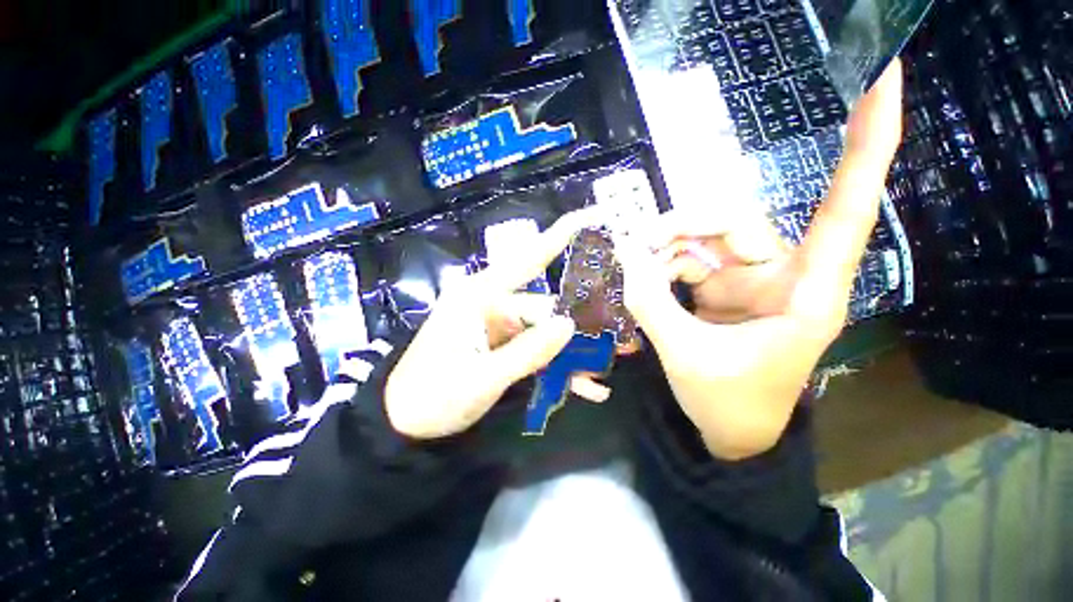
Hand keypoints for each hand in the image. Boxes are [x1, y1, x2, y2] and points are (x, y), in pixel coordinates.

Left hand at [386, 209, 606, 439]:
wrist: (404, 423)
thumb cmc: (434, 396)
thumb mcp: (483, 378)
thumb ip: (527, 351)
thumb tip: (568, 324)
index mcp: (480, 297)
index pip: (525, 260)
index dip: (558, 238)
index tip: (590, 218)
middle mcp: (492, 305)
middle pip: (546, 307)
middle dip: (581, 326)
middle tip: (620, 339)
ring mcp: (498, 327)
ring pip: (544, 332)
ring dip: (572, 353)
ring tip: (605, 371)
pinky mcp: (500, 346)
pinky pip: (534, 351)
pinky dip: (556, 368)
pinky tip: (584, 387)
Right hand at [615, 61, 903, 459]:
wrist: (731, 431)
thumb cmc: (728, 403)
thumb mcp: (686, 355)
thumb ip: (651, 304)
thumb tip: (620, 261)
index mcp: (803, 292)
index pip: (845, 207)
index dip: (870, 144)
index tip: (888, 77)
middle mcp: (782, 275)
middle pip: (735, 220)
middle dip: (684, 224)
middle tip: (642, 241)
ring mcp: (748, 281)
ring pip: (706, 237)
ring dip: (667, 246)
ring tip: (636, 266)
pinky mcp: (722, 289)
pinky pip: (689, 260)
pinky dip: (664, 264)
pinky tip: (646, 277)